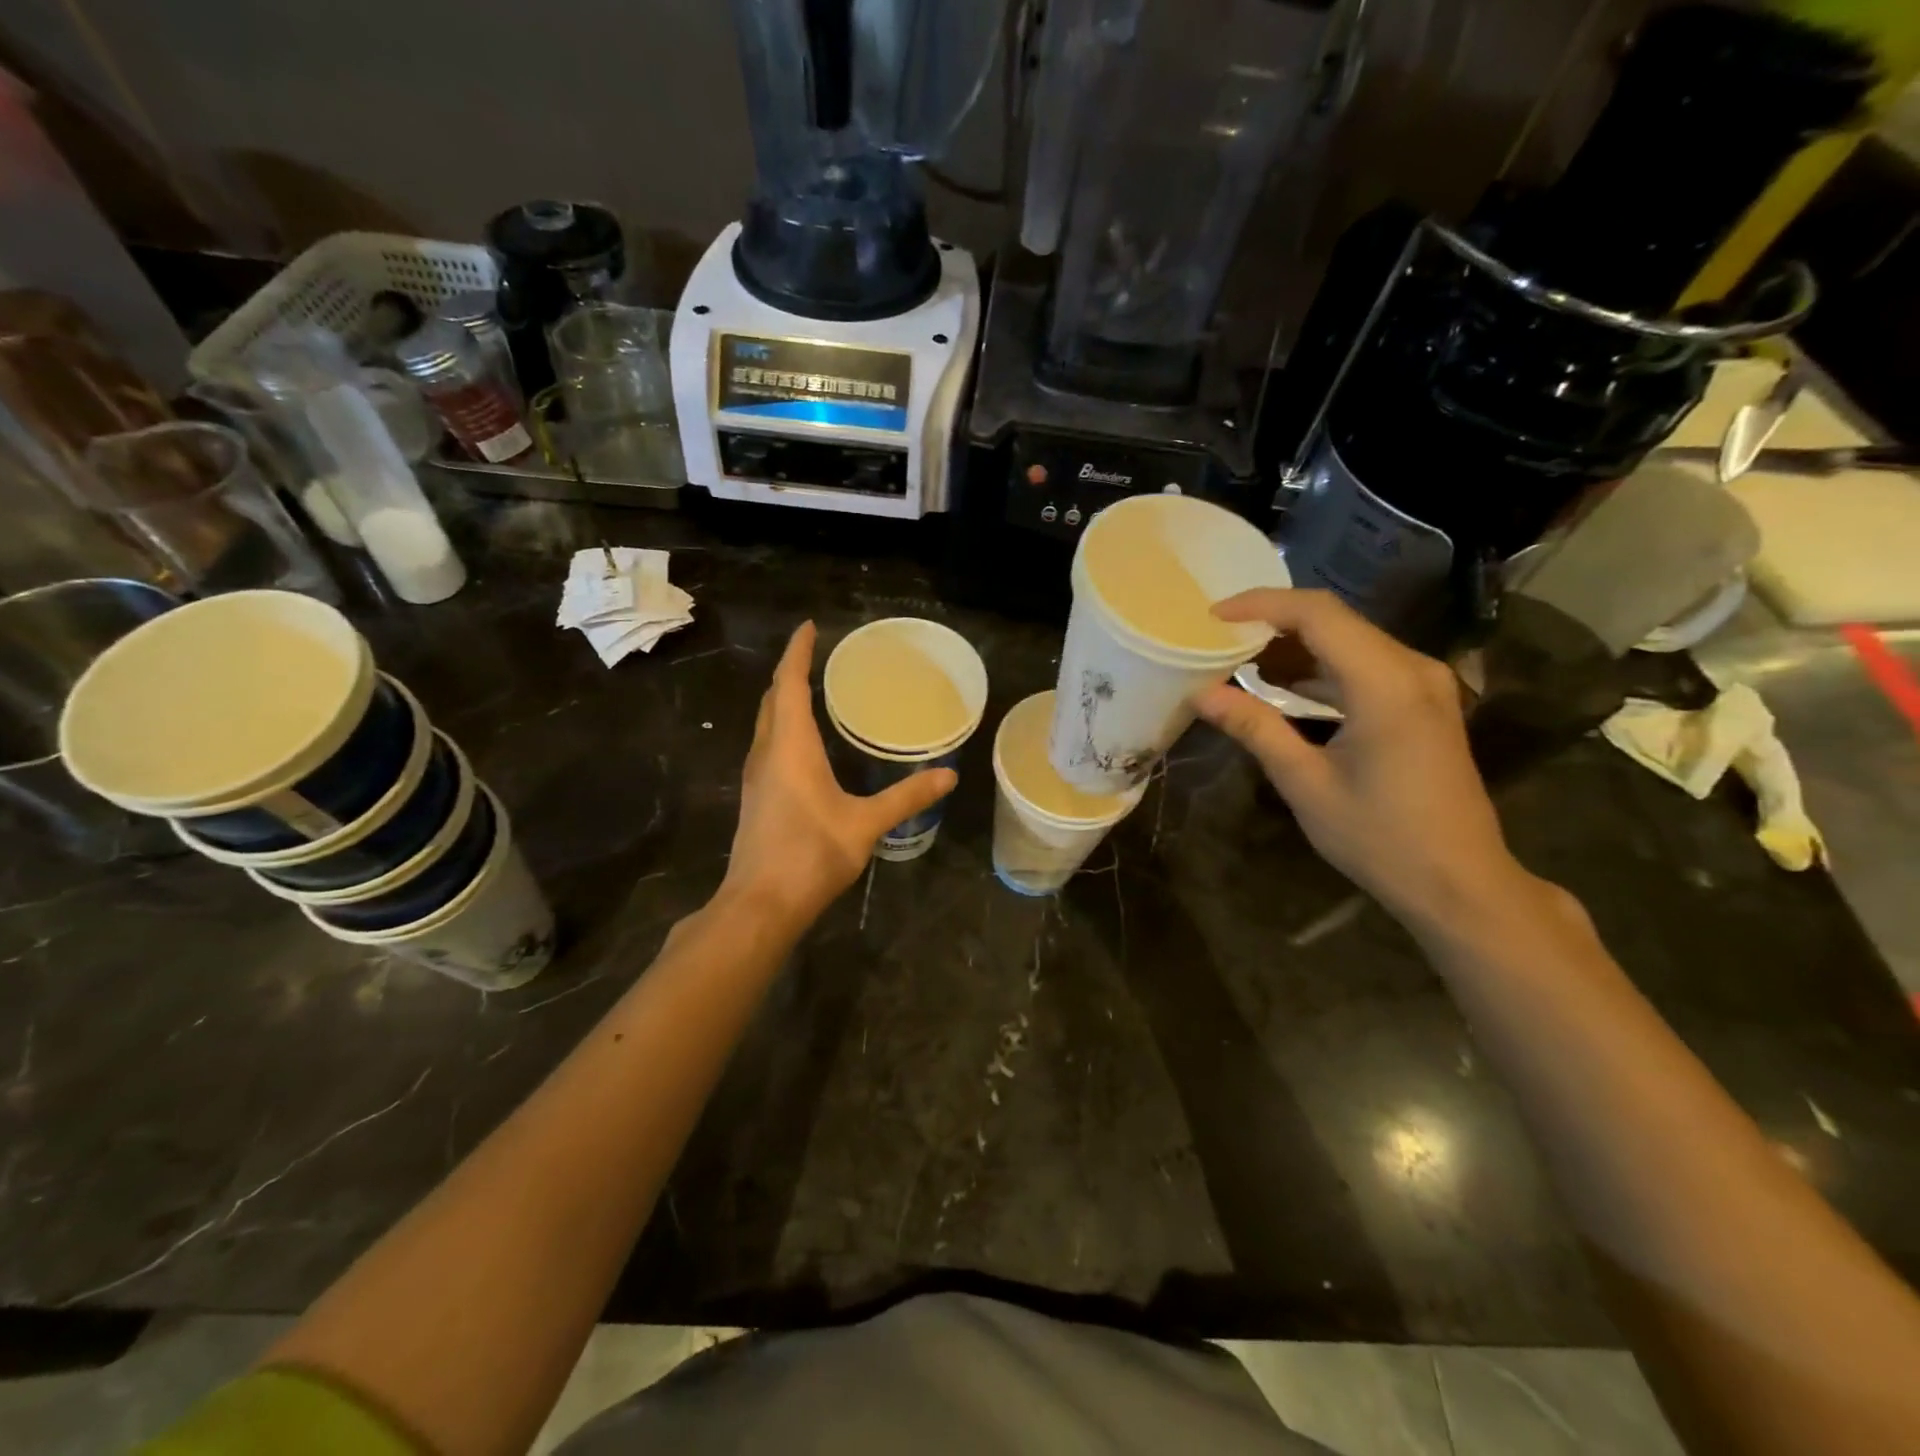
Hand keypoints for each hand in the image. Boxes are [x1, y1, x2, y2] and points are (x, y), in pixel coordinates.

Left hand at [721, 622, 956, 928]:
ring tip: (812, 691)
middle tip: (816, 656)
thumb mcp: (866, 824)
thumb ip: (907, 797)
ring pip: (766, 724)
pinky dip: (783, 728)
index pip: (790, 684)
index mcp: (790, 747)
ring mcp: (757, 777)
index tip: (810, 627)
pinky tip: (804, 745)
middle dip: (791, 673)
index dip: (798, 653)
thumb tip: (948, 775)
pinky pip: (768, 746)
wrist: (760, 904)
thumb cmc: (810, 855)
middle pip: (773, 700)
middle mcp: (767, 753)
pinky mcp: (757, 798)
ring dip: (784, 701)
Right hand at [1194, 589, 1534, 932]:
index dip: (1261, 605)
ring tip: (1241, 661)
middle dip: (1273, 622)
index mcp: (1386, 684)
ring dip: (1296, 644)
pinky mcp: (1424, 703)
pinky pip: (1366, 664)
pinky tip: (1285, 685)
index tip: (1213, 616)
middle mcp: (1413, 669)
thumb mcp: (1305, 783)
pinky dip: (1322, 667)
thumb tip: (1201, 695)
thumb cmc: (1379, 837)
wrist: (1459, 883)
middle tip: (1219, 639)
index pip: (1318, 614)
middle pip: (1336, 620)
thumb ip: (1255, 728)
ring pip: (1351, 640)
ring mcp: (1425, 684)